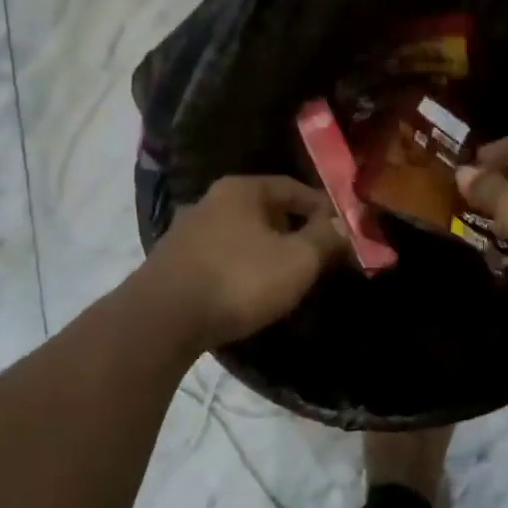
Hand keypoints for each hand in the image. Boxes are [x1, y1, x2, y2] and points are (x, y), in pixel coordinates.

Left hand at [137, 176, 348, 350]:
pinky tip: (249, 289)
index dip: (323, 209)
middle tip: (318, 256)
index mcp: (241, 189)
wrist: (163, 319)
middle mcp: (210, 200)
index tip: (343, 232)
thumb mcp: (297, 260)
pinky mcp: (173, 262)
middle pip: (266, 210)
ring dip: (266, 250)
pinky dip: (241, 267)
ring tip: (287, 276)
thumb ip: (325, 239)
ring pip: (241, 235)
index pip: (294, 188)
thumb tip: (344, 226)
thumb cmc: (238, 280)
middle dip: (295, 230)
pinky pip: (220, 257)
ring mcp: (186, 231)